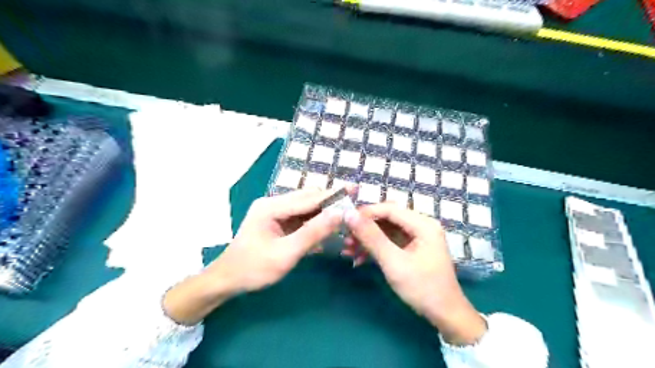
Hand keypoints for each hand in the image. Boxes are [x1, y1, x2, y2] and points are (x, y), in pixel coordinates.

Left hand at [164, 189, 344, 323]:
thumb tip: (339, 214)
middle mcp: (273, 203)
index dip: (333, 195)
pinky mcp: (276, 221)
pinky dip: (314, 221)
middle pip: (307, 198)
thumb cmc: (254, 269)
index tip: (354, 190)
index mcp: (271, 206)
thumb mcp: (286, 253)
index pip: (308, 197)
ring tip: (344, 216)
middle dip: (330, 201)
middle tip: (352, 205)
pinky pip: (300, 217)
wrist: (227, 280)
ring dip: (323, 211)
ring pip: (305, 207)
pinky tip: (327, 228)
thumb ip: (313, 233)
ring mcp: (274, 211)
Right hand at [343, 203, 485, 345]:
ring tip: (348, 250)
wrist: (445, 315)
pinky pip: (389, 242)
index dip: (365, 213)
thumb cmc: (422, 288)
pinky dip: (375, 248)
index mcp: (423, 224)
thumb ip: (371, 237)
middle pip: (386, 218)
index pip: (389, 209)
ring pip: (385, 230)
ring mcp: (417, 237)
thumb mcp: (394, 262)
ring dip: (367, 240)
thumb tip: (349, 214)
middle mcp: (421, 225)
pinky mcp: (412, 248)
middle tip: (345, 239)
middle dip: (364, 229)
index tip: (344, 222)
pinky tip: (359, 258)